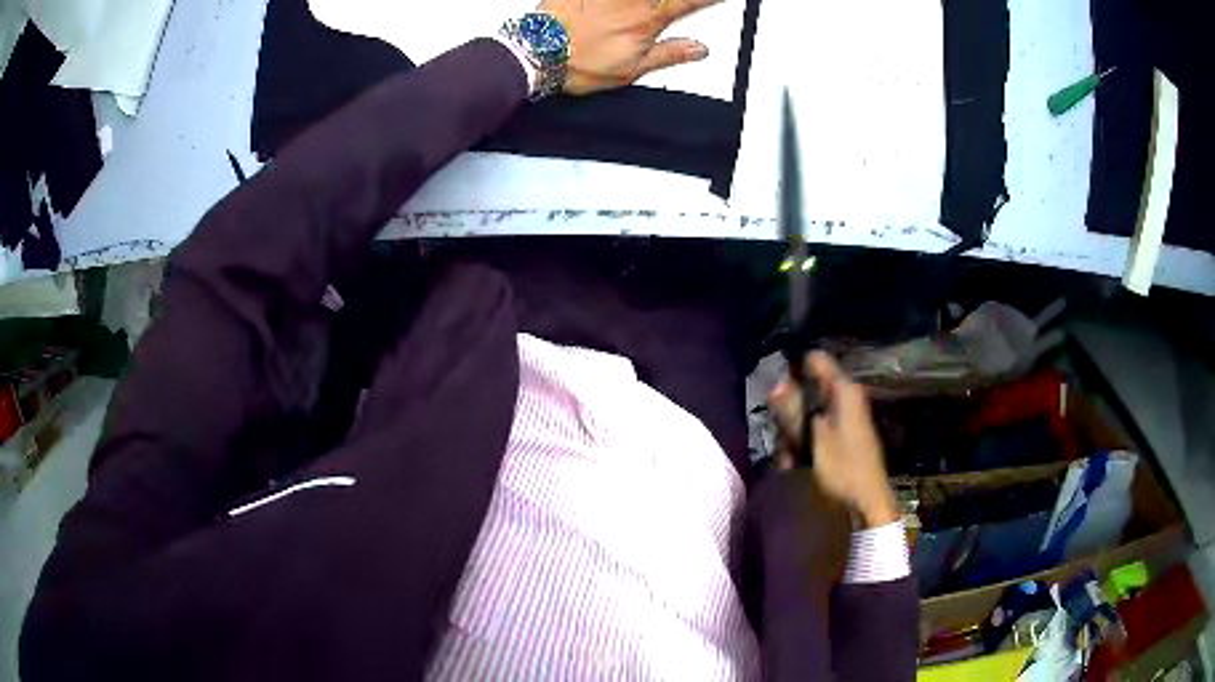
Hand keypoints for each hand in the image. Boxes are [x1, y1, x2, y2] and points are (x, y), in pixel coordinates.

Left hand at [537, 0, 718, 94]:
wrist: (536, 54)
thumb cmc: (579, 65)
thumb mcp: (631, 70)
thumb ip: (669, 55)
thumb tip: (700, 49)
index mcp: (647, 22)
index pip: (689, 3)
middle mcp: (631, 2)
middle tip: (688, 1)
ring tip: (650, 5)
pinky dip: (617, 0)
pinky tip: (620, 4)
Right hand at [768, 351, 898, 528]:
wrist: (867, 502)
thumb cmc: (843, 468)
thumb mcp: (813, 438)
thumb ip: (793, 410)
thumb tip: (776, 385)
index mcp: (844, 391)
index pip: (815, 361)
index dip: (794, 370)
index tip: (777, 392)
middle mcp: (845, 398)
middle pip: (808, 390)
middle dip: (789, 412)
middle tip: (781, 434)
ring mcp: (845, 417)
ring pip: (808, 412)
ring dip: (793, 434)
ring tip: (786, 458)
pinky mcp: (842, 435)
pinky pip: (816, 429)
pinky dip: (803, 444)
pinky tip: (792, 464)